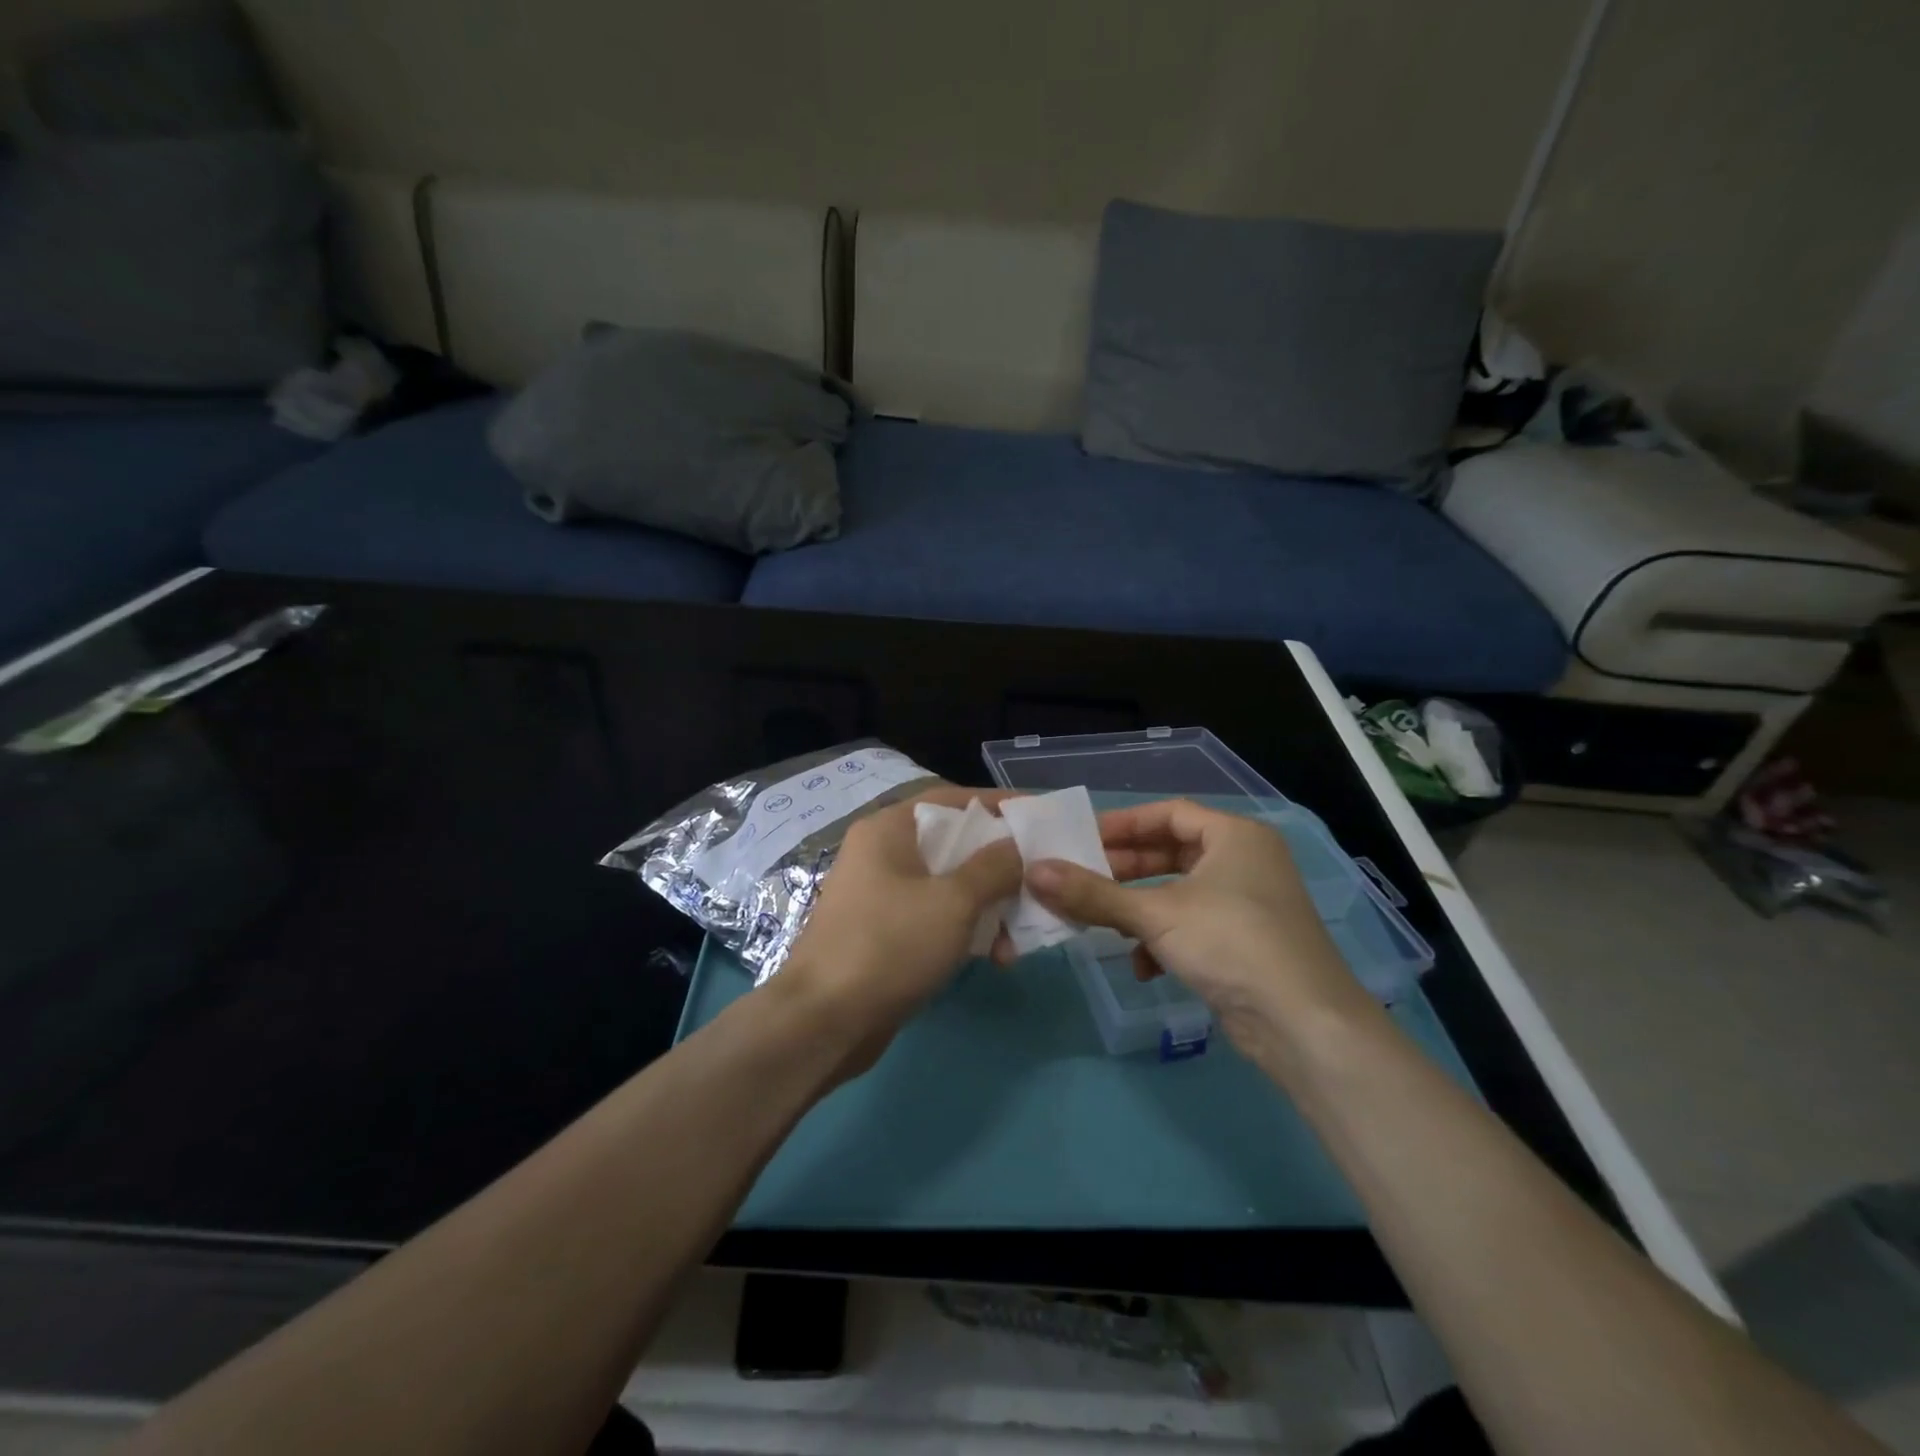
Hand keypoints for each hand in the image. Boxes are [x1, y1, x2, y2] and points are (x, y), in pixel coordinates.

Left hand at [777, 787, 1022, 1075]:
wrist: (824, 1022)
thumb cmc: (889, 945)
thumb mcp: (952, 901)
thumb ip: (993, 867)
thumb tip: (1018, 848)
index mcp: (889, 829)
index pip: (952, 798)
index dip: (997, 804)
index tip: (1039, 816)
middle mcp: (882, 854)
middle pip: (953, 844)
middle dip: (999, 867)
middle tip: (1039, 883)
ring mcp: (880, 895)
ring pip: (947, 886)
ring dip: (987, 907)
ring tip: (1018, 941)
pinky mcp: (884, 933)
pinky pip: (934, 917)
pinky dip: (964, 930)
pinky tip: (993, 957)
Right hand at [1020, 798, 1375, 1059]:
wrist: (1303, 1025)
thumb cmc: (1230, 944)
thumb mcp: (1155, 914)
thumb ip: (1093, 893)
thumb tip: (1034, 871)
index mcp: (1234, 836)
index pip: (1169, 813)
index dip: (1123, 824)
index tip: (1081, 839)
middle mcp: (1245, 862)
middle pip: (1172, 852)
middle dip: (1125, 869)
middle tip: (1080, 878)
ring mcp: (1249, 904)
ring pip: (1179, 892)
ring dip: (1139, 908)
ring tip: (1101, 921)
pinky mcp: (1247, 943)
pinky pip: (1194, 926)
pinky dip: (1164, 939)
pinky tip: (1143, 966)